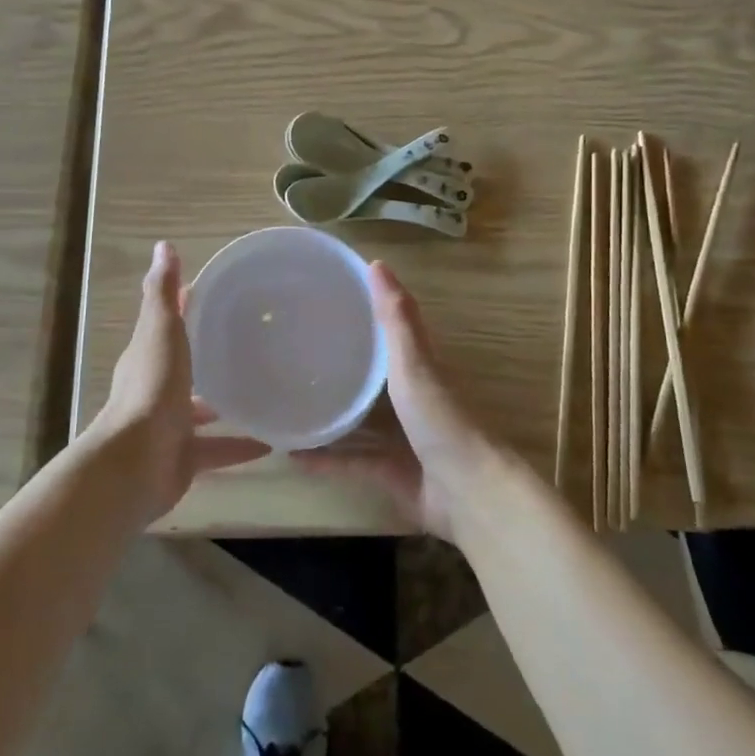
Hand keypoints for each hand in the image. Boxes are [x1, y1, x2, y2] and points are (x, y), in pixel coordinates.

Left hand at [81, 241, 269, 523]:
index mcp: (149, 356)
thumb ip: (162, 292)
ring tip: (267, 390)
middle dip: (210, 356)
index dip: (187, 308)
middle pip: (186, 367)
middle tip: (253, 343)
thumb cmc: (151, 388)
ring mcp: (169, 426)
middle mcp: (156, 389)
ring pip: (202, 410)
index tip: (218, 295)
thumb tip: (163, 245)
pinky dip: (240, 446)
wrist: (136, 462)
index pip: (168, 324)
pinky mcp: (184, 458)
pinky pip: (217, 449)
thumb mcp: (160, 331)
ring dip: (227, 402)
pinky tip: (272, 442)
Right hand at [294, 261, 494, 539]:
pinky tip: (292, 456)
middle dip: (340, 363)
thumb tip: (376, 262)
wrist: (468, 493)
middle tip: (294, 349)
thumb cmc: (440, 419)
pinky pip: (351, 461)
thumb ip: (395, 318)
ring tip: (287, 400)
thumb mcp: (414, 362)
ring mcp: (400, 436)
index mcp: (419, 366)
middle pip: (371, 373)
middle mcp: (411, 397)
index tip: (326, 296)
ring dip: (329, 412)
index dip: (365, 311)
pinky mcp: (390, 471)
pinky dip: (325, 459)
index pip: (390, 329)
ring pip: (358, 419)